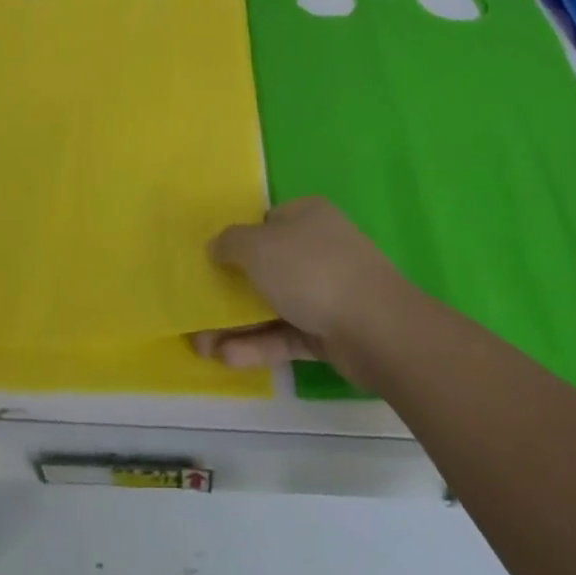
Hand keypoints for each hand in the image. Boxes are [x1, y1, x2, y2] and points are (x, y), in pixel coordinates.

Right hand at [192, 197, 416, 386]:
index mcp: (306, 216)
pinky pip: (286, 334)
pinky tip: (226, 358)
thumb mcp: (258, 247)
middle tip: (198, 310)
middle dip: (230, 291)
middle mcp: (317, 248)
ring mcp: (326, 290)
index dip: (237, 241)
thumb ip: (230, 243)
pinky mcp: (330, 330)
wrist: (377, 328)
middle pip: (266, 267)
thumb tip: (216, 247)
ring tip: (200, 346)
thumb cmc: (311, 271)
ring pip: (273, 304)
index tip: (211, 263)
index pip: (266, 223)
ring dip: (237, 324)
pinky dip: (258, 344)